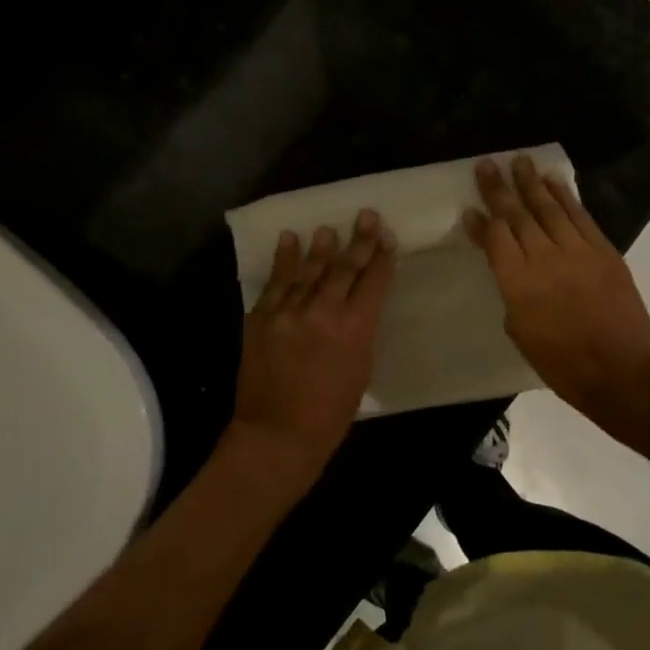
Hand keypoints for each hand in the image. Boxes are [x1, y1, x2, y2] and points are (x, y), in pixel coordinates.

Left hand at [231, 210, 396, 486]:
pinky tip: (289, 239)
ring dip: (320, 246)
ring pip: (309, 270)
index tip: (388, 238)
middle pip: (344, 267)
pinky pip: (275, 282)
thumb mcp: (360, 371)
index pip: (373, 282)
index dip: (382, 258)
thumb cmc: (330, 414)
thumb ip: (360, 332)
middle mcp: (322, 311)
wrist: (276, 434)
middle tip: (367, 216)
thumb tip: (357, 306)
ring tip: (328, 228)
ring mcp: (288, 311)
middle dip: (359, 240)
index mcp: (354, 328)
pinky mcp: (261, 316)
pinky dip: (283, 260)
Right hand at [464, 155, 649, 433]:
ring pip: (549, 208)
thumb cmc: (562, 363)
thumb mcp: (520, 331)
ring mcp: (577, 251)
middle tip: (487, 165)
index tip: (468, 206)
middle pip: (517, 215)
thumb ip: (510, 291)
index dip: (481, 221)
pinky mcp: (603, 251)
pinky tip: (553, 182)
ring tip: (519, 161)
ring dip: (531, 183)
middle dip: (499, 189)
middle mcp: (544, 258)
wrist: (622, 371)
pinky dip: (565, 196)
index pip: (495, 239)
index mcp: (518, 283)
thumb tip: (506, 264)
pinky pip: (580, 216)